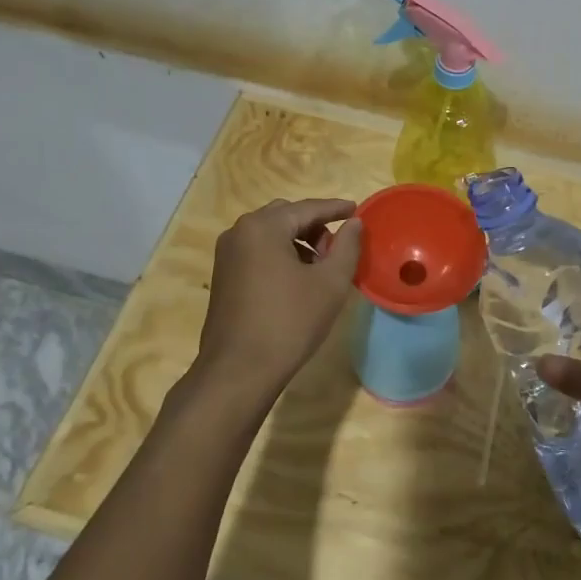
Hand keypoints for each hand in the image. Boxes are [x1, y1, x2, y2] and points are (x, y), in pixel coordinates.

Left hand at [186, 198, 362, 417]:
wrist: (239, 371)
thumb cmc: (289, 322)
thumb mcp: (330, 283)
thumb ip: (347, 246)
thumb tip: (354, 223)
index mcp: (263, 227)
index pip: (308, 208)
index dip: (335, 209)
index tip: (357, 210)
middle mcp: (239, 232)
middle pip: (285, 216)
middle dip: (315, 226)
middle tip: (338, 246)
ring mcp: (226, 254)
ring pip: (270, 234)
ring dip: (297, 241)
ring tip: (321, 266)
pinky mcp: (223, 275)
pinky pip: (257, 251)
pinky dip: (280, 254)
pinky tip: (297, 279)